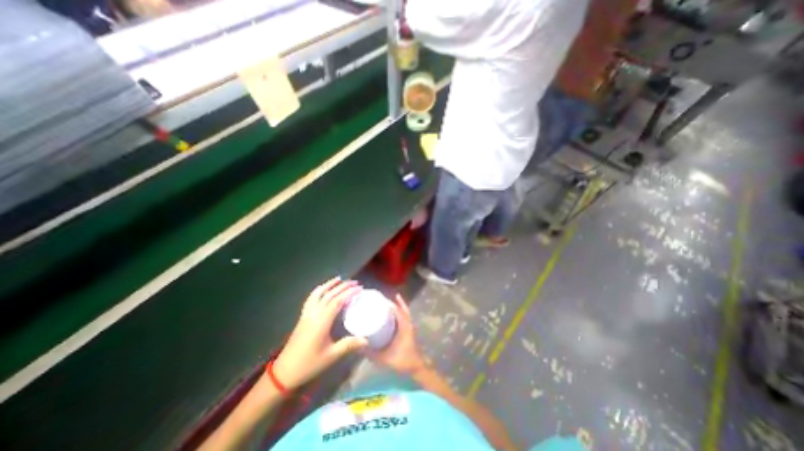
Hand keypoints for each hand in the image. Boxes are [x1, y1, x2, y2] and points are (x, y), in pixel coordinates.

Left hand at [274, 276, 366, 389]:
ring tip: (339, 279)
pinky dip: (319, 290)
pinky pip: (311, 298)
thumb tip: (366, 339)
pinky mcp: (302, 317)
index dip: (349, 293)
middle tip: (355, 283)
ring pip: (318, 293)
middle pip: (329, 294)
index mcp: (322, 321)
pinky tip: (323, 289)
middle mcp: (314, 314)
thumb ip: (349, 345)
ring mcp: (307, 314)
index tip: (360, 289)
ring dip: (329, 284)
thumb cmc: (309, 364)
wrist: (284, 372)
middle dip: (343, 286)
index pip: (337, 301)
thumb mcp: (331, 356)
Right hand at [365, 295, 426, 374]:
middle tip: (383, 299)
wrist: (417, 368)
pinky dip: (399, 313)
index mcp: (404, 326)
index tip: (380, 299)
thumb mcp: (385, 358)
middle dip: (394, 302)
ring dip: (397, 307)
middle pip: (402, 308)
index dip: (390, 303)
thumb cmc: (403, 361)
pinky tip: (392, 316)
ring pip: (404, 312)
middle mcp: (408, 324)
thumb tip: (358, 346)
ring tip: (386, 304)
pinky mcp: (409, 331)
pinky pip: (404, 318)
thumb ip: (371, 353)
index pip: (398, 310)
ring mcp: (410, 327)